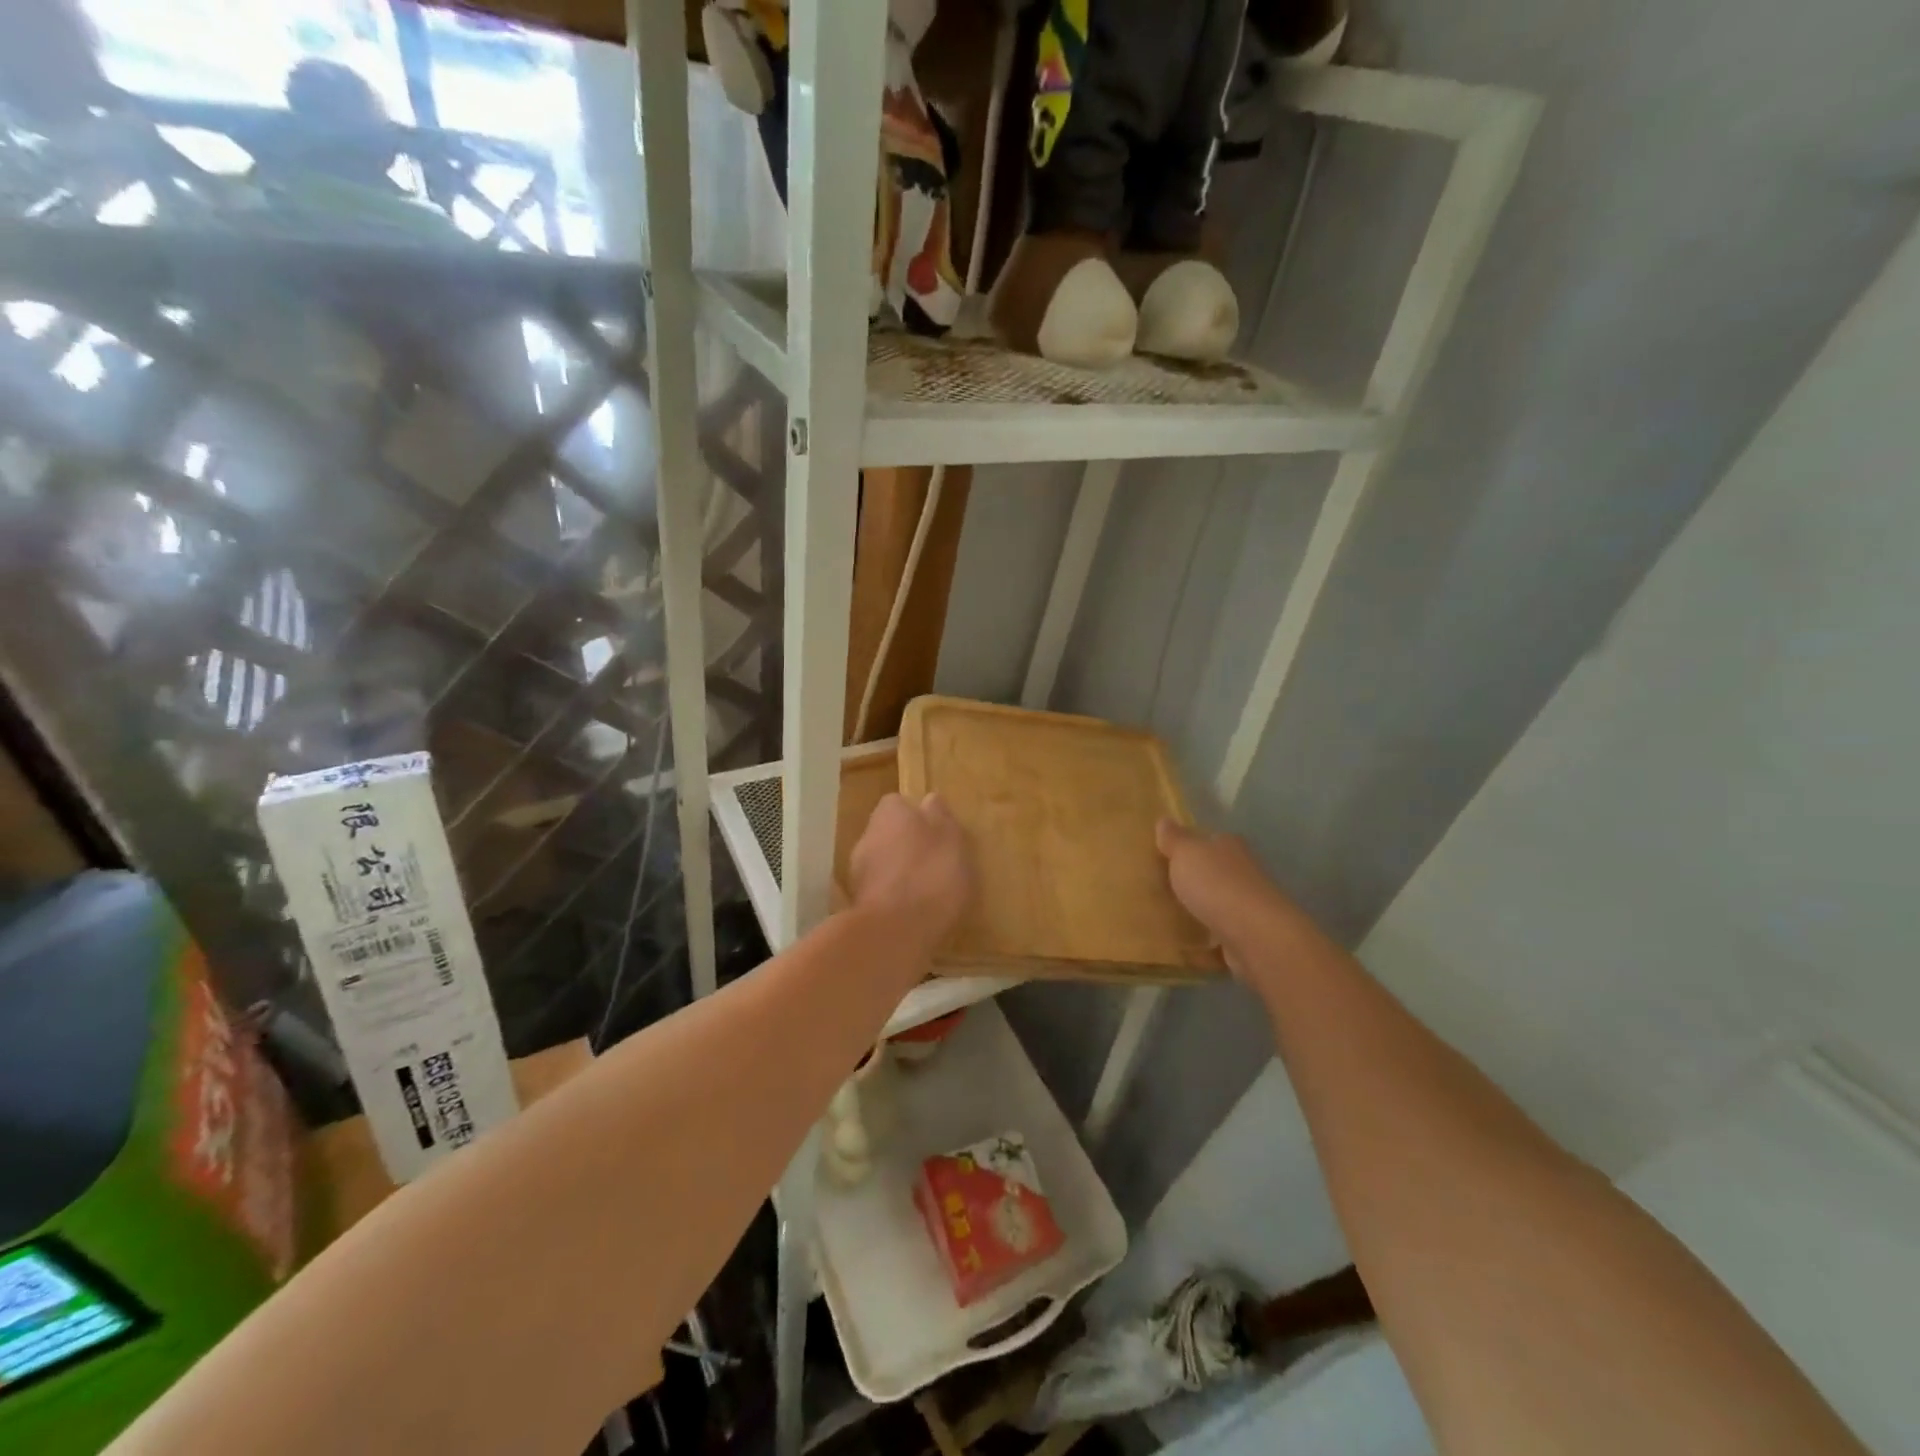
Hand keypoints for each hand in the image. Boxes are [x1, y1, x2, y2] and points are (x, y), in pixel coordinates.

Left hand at [848, 793, 975, 955]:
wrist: (895, 931)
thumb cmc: (931, 875)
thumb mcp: (951, 839)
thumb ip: (941, 817)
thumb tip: (930, 800)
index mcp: (890, 812)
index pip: (900, 803)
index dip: (918, 817)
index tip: (938, 834)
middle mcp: (868, 834)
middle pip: (889, 833)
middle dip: (907, 845)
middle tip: (936, 863)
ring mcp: (857, 870)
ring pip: (882, 863)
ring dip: (899, 873)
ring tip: (927, 891)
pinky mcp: (857, 903)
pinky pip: (881, 891)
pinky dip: (894, 898)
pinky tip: (914, 912)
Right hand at [1155, 818, 1298, 980]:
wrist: (1255, 935)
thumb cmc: (1217, 884)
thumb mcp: (1186, 853)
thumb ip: (1174, 839)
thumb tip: (1164, 820)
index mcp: (1230, 847)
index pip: (1211, 840)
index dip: (1191, 846)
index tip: (1167, 856)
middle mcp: (1243, 874)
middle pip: (1215, 873)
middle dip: (1193, 880)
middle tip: (1160, 887)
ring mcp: (1248, 908)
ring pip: (1218, 905)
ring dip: (1200, 911)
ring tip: (1167, 918)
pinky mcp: (1247, 938)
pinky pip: (1219, 940)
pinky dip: (1205, 945)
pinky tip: (1184, 950)